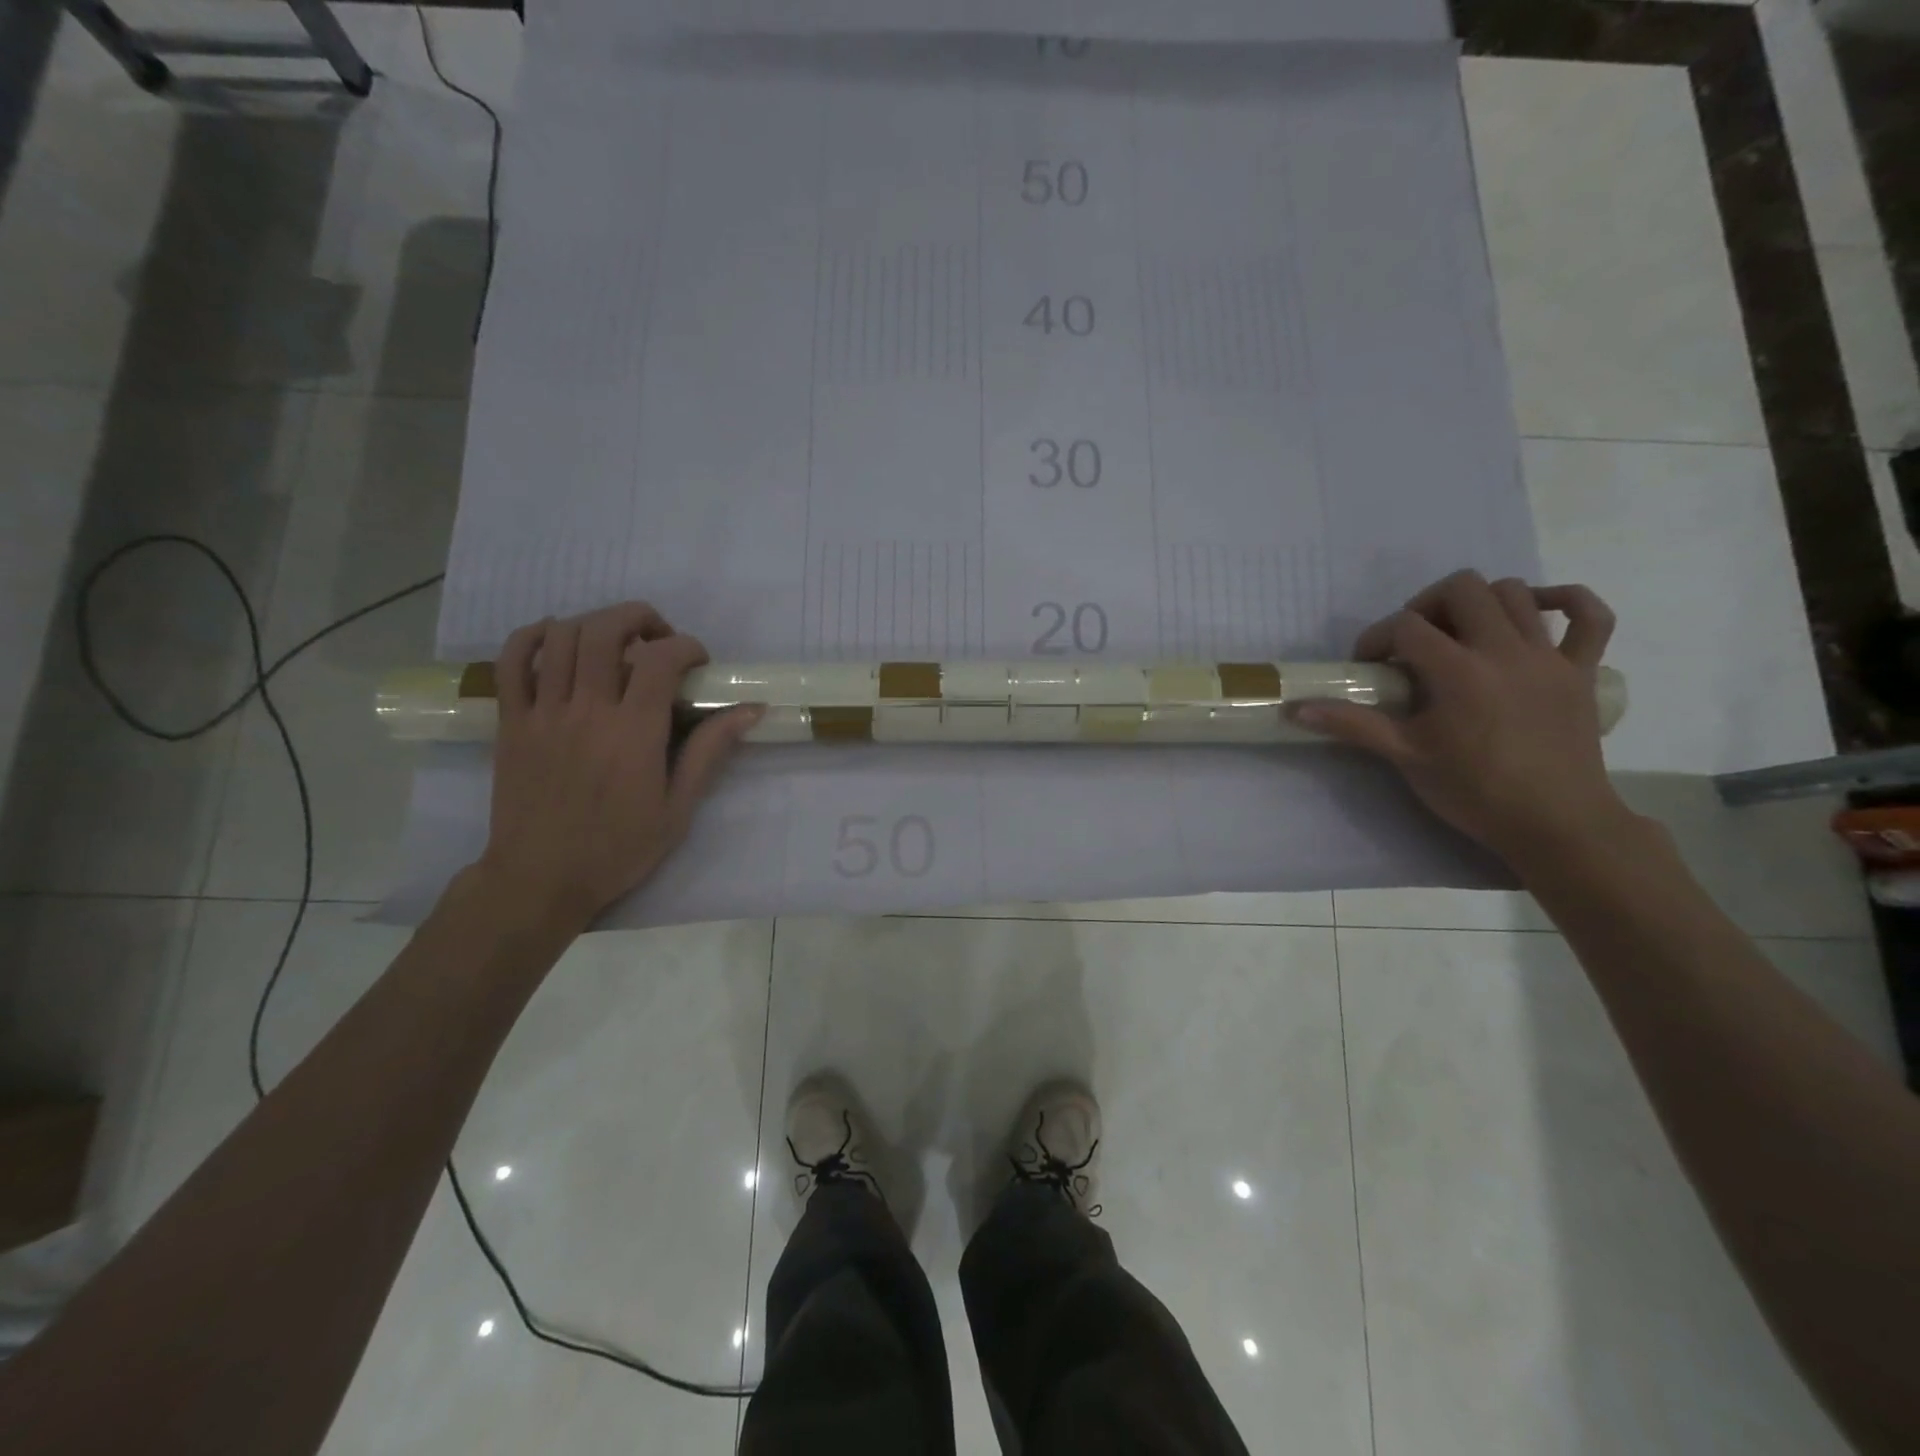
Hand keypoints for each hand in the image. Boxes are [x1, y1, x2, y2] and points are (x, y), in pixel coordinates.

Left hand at [476, 602, 760, 930]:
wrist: (540, 879)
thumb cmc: (618, 848)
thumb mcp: (678, 808)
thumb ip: (709, 752)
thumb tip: (750, 711)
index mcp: (633, 732)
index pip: (661, 658)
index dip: (686, 647)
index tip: (699, 664)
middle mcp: (587, 710)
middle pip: (606, 630)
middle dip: (640, 618)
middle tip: (659, 639)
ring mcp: (543, 712)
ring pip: (563, 636)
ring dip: (596, 623)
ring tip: (616, 643)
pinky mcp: (511, 721)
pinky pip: (512, 660)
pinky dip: (534, 636)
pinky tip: (558, 640)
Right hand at [1292, 570, 1630, 863]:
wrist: (1556, 823)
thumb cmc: (1474, 792)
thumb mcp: (1406, 756)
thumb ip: (1353, 724)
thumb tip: (1296, 710)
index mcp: (1459, 672)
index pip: (1406, 626)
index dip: (1377, 638)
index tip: (1367, 666)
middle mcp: (1506, 650)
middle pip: (1463, 589)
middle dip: (1426, 605)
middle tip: (1412, 642)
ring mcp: (1550, 656)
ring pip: (1515, 593)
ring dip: (1478, 602)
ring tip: (1459, 633)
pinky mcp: (1582, 669)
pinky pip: (1589, 616)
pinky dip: (1563, 601)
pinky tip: (1534, 612)